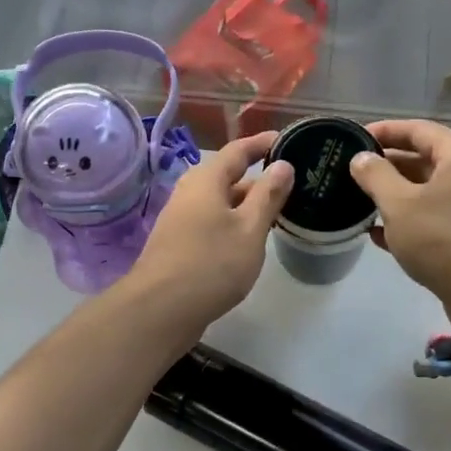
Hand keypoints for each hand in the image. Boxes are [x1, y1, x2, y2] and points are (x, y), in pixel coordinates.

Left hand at [127, 132, 294, 331]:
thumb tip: (283, 165)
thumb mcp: (250, 229)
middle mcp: (190, 193)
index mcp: (206, 180)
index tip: (286, 140)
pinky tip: (249, 241)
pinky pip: (212, 222)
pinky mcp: (178, 244)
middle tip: (291, 183)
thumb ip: (268, 196)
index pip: (238, 150)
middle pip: (227, 176)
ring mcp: (180, 219)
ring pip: (220, 203)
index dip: (262, 144)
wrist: (160, 309)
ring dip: (247, 205)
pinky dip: (233, 223)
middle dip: (257, 178)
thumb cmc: (211, 264)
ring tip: (278, 213)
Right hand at [348, 120, 450, 305]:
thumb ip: (376, 176)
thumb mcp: (399, 204)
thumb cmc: (443, 239)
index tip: (352, 138)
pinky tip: (377, 236)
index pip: (418, 130)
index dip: (384, 131)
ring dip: (394, 196)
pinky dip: (409, 222)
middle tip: (351, 172)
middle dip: (387, 166)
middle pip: (425, 159)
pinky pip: (435, 219)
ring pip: (428, 192)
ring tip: (359, 201)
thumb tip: (360, 158)